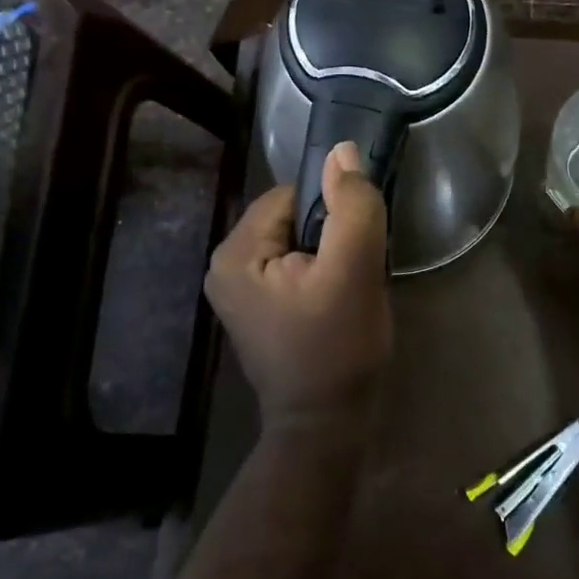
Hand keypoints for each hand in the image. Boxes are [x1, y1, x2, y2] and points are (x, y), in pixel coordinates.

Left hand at [205, 140, 391, 430]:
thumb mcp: (354, 270)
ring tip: (345, 293)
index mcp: (235, 252)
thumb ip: (351, 206)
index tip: (353, 249)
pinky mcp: (256, 307)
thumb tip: (342, 150)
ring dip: (329, 256)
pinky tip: (334, 305)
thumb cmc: (337, 348)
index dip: (331, 213)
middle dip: (330, 236)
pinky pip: (293, 266)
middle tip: (352, 276)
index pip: (292, 196)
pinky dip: (320, 275)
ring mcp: (237, 289)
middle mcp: (224, 265)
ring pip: (298, 241)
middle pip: (293, 217)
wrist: (326, 427)